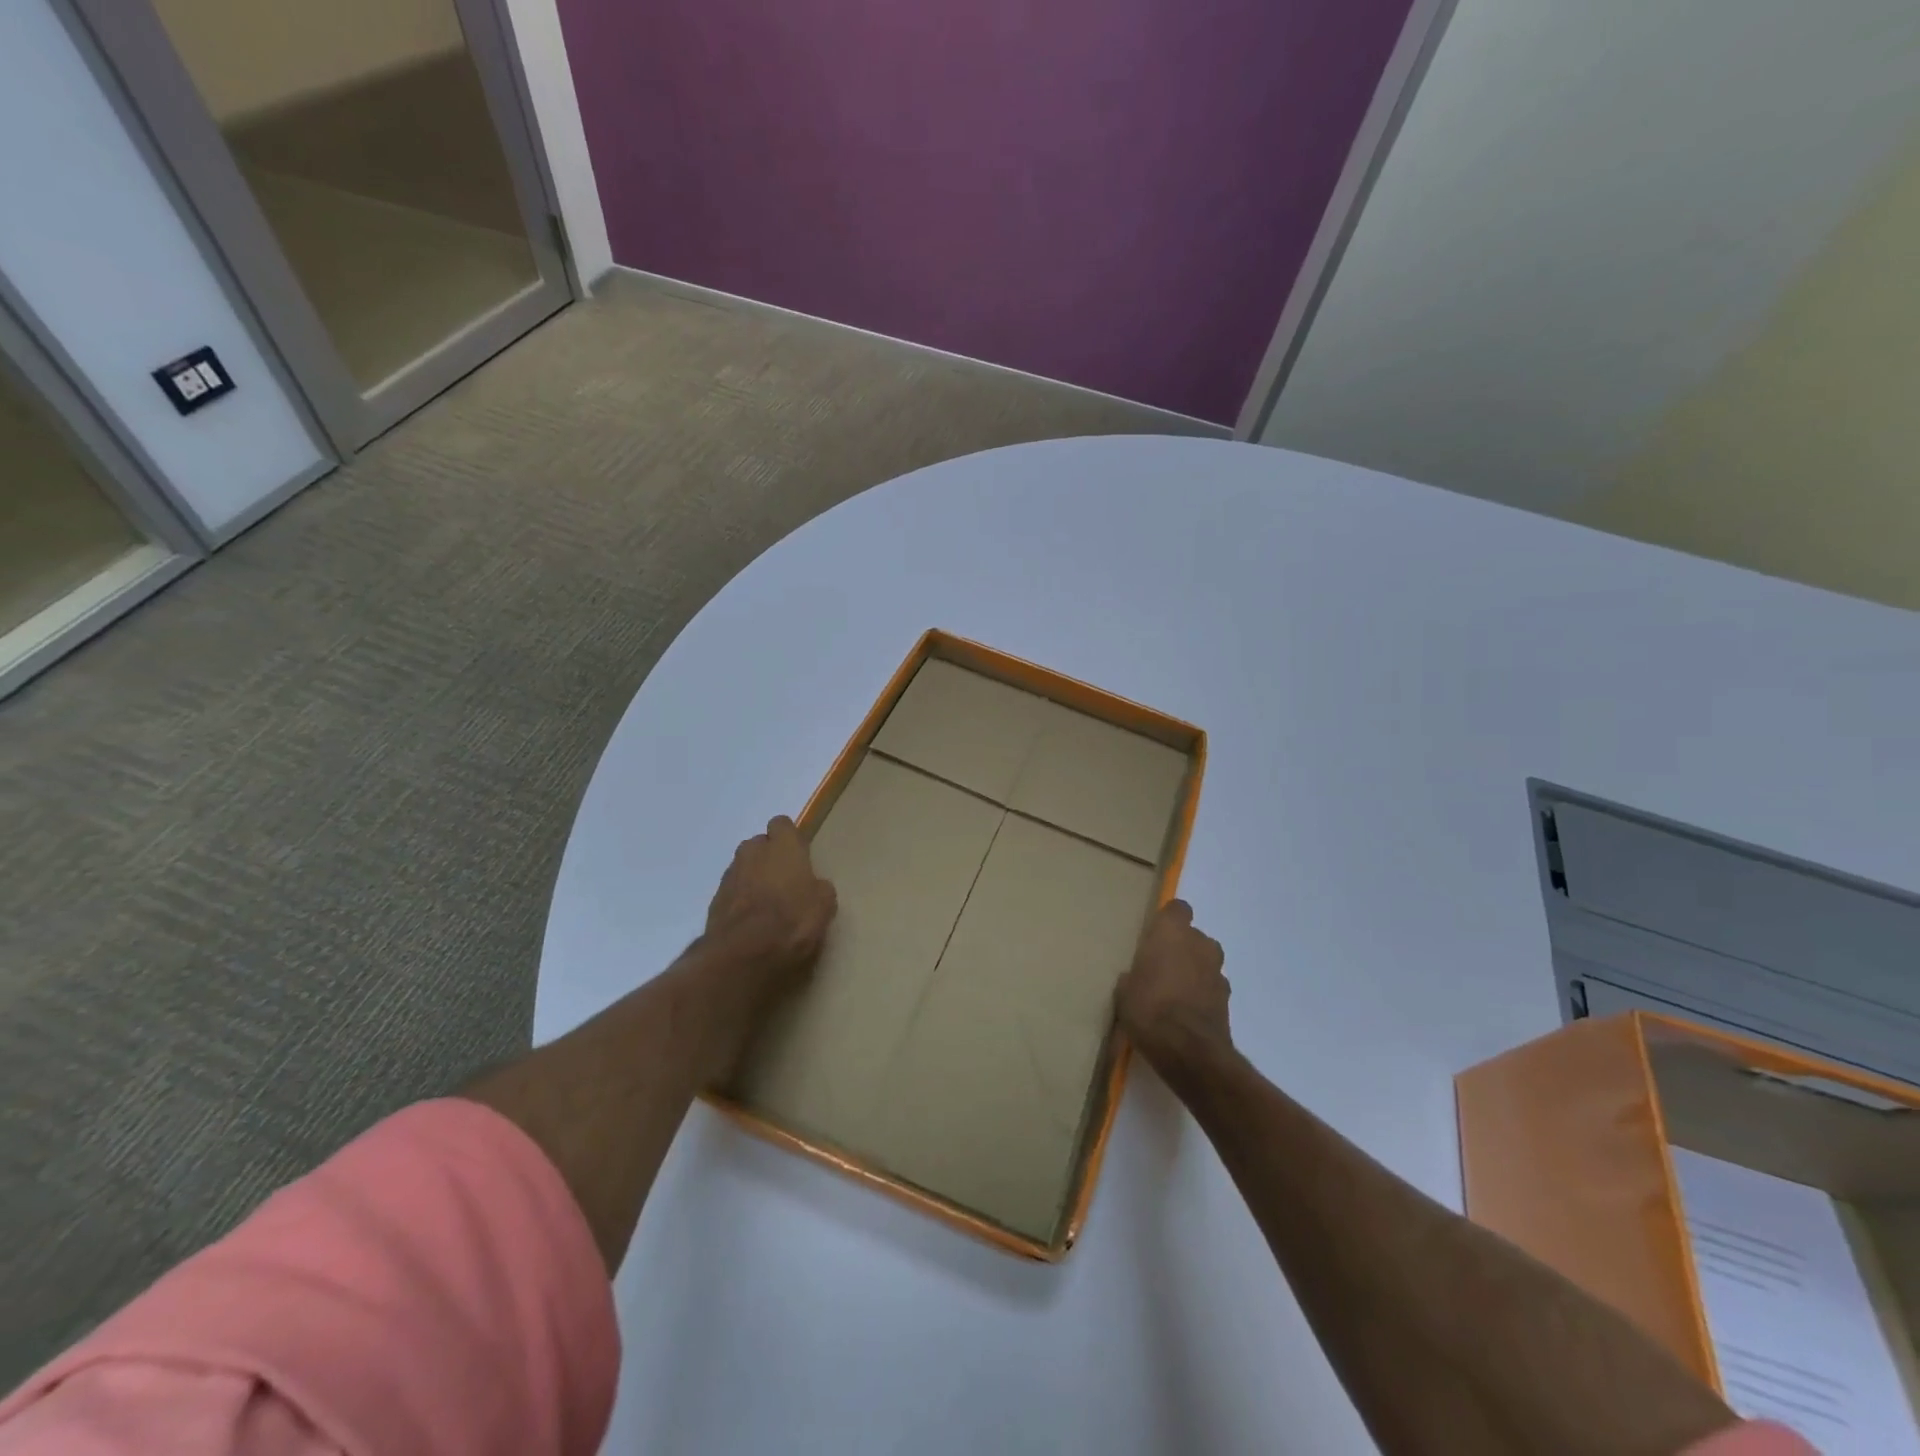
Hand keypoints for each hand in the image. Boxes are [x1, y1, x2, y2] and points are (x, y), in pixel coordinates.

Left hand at [704, 816, 837, 991]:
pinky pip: (732, 891)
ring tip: (767, 905)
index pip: (782, 824)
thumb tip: (815, 886)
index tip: (799, 858)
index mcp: (783, 846)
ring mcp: (730, 875)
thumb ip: (819, 888)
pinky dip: (740, 901)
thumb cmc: (792, 921)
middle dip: (769, 857)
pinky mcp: (714, 900)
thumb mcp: (824, 906)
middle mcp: (753, 852)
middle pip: (760, 844)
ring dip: (753, 879)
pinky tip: (751, 922)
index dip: (790, 839)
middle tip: (785, 882)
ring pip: (744, 867)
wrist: (742, 954)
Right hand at [1115, 900, 1232, 1082]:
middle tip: (1160, 968)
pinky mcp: (1228, 1000)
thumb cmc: (1148, 1008)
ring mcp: (1217, 972)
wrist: (1188, 1050)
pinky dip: (1202, 996)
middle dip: (1181, 949)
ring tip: (1174, 995)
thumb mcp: (1125, 991)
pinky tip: (1186, 1014)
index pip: (1177, 909)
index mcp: (1172, 932)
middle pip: (1193, 937)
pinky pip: (1211, 988)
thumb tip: (1139, 978)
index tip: (1155, 936)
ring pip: (1205, 963)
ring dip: (1194, 972)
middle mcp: (1199, 944)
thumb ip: (1135, 975)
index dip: (1167, 921)